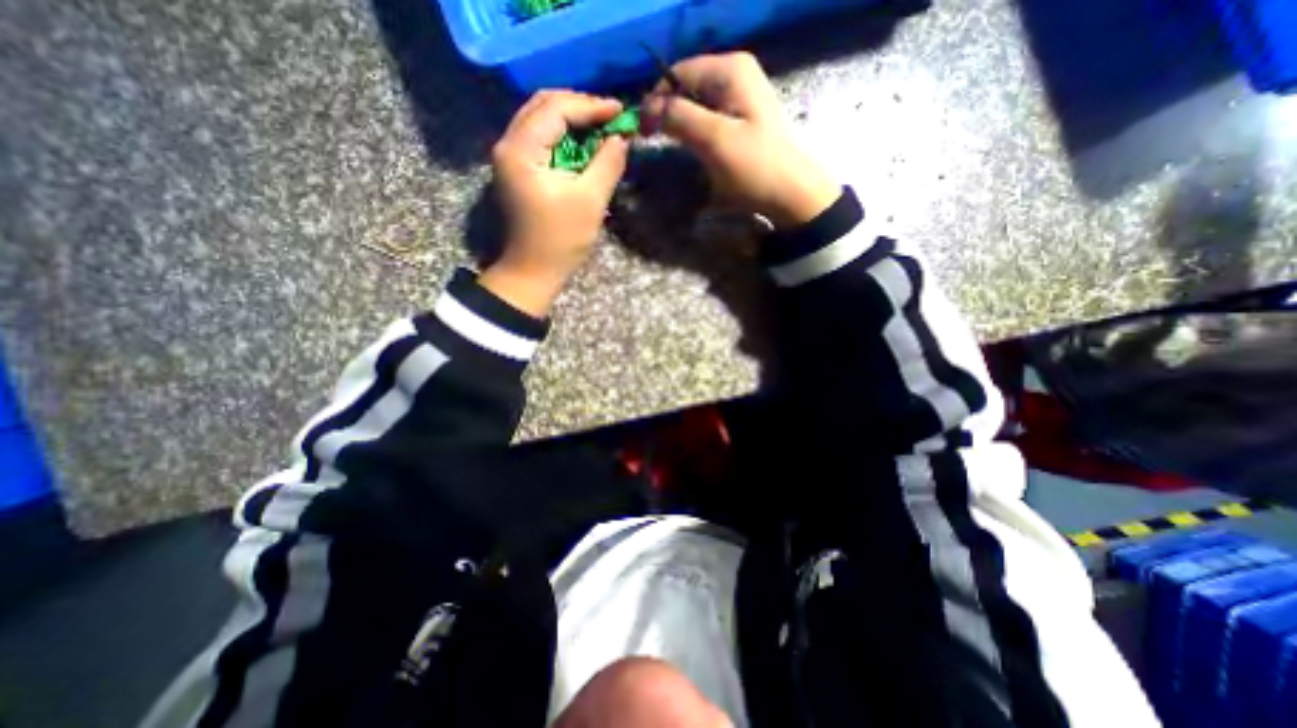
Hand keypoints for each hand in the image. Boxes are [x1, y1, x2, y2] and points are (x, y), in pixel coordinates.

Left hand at [485, 87, 631, 314]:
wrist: (532, 271)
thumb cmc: (560, 241)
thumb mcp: (590, 202)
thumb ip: (607, 164)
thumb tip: (620, 138)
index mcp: (521, 150)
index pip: (556, 109)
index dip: (590, 106)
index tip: (620, 111)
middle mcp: (508, 145)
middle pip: (543, 106)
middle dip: (579, 106)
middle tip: (610, 116)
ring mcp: (510, 157)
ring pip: (540, 119)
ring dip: (571, 119)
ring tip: (601, 126)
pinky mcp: (516, 170)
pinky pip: (539, 138)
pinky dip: (563, 135)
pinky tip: (583, 143)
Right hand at [640, 50, 842, 228]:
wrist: (792, 194)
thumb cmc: (755, 168)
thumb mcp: (715, 140)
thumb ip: (679, 117)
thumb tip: (648, 108)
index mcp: (730, 70)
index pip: (677, 74)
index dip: (656, 100)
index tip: (643, 131)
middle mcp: (736, 73)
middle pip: (687, 86)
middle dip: (669, 112)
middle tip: (655, 141)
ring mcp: (741, 96)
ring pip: (696, 104)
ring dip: (681, 124)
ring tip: (675, 148)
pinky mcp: (742, 118)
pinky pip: (709, 117)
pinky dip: (696, 132)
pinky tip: (696, 150)